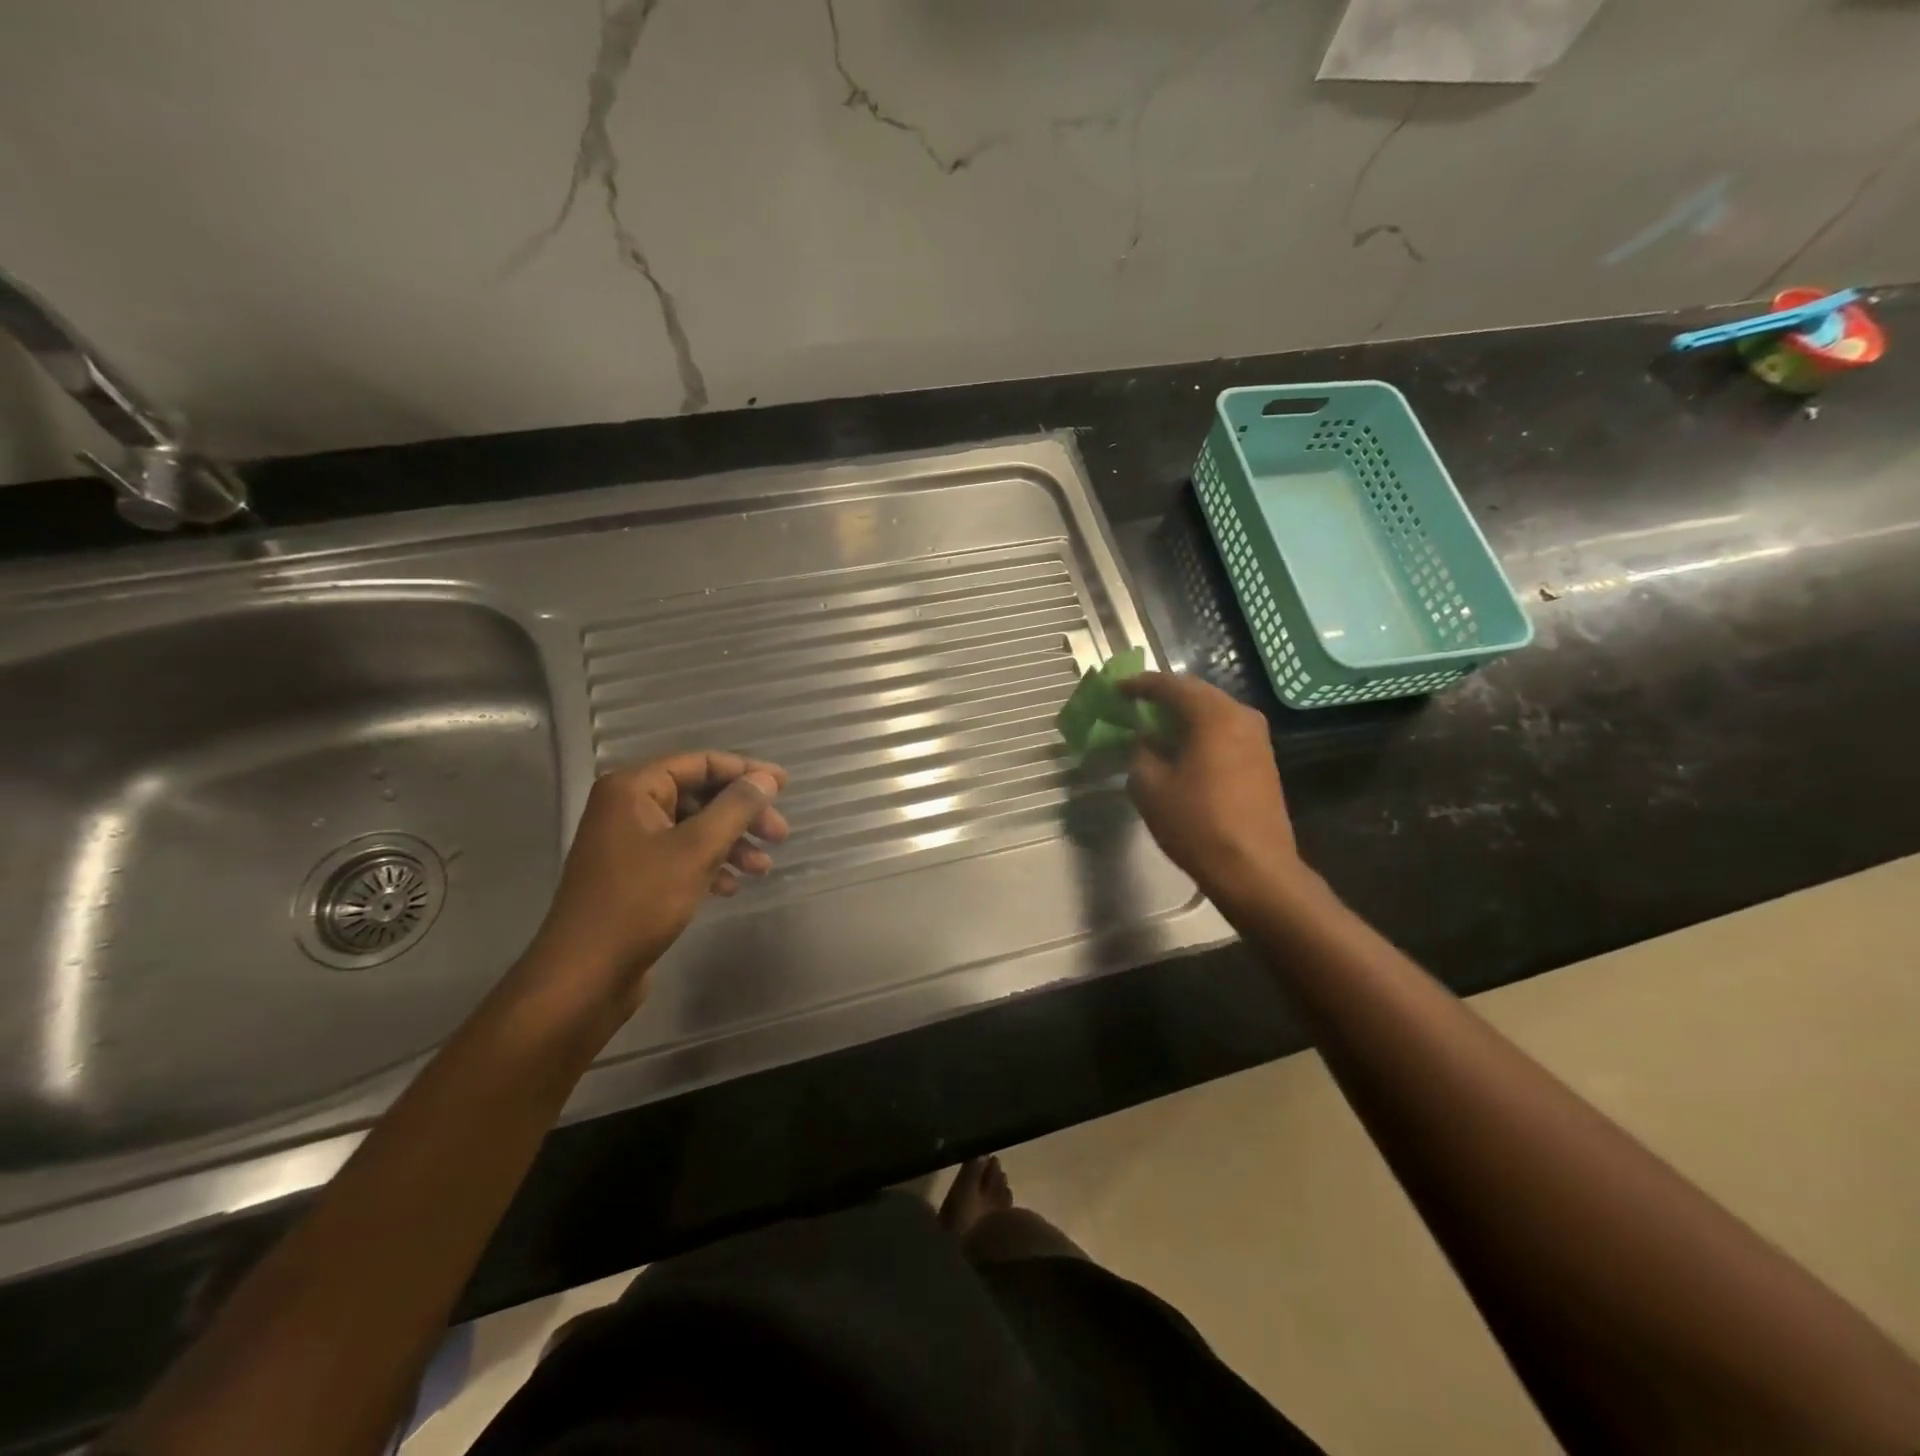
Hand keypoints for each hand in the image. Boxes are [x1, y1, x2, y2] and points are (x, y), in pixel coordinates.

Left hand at [518, 752, 788, 1018]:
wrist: (585, 974)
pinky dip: (709, 864)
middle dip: (742, 814)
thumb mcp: (697, 849)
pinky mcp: (632, 874)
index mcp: (633, 788)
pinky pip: (680, 855)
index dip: (746, 771)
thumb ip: (735, 808)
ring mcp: (627, 842)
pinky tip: (730, 887)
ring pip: (693, 828)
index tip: (785, 785)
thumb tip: (766, 778)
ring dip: (731, 843)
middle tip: (779, 835)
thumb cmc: (641, 901)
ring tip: (762, 869)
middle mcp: (627, 806)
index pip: (701, 763)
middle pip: (699, 795)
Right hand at [1120, 673, 1305, 903]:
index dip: (1140, 685)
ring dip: (1182, 716)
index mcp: (1213, 716)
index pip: (1171, 685)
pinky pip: (1224, 732)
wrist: (1254, 869)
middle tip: (1133, 704)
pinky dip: (1199, 732)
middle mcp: (1241, 716)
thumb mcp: (1150, 787)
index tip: (1116, 689)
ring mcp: (1257, 739)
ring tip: (1153, 726)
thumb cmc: (1198, 824)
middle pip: (1196, 694)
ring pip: (1212, 713)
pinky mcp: (1262, 760)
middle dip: (1163, 697)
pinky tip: (1179, 749)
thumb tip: (1144, 741)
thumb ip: (1141, 754)